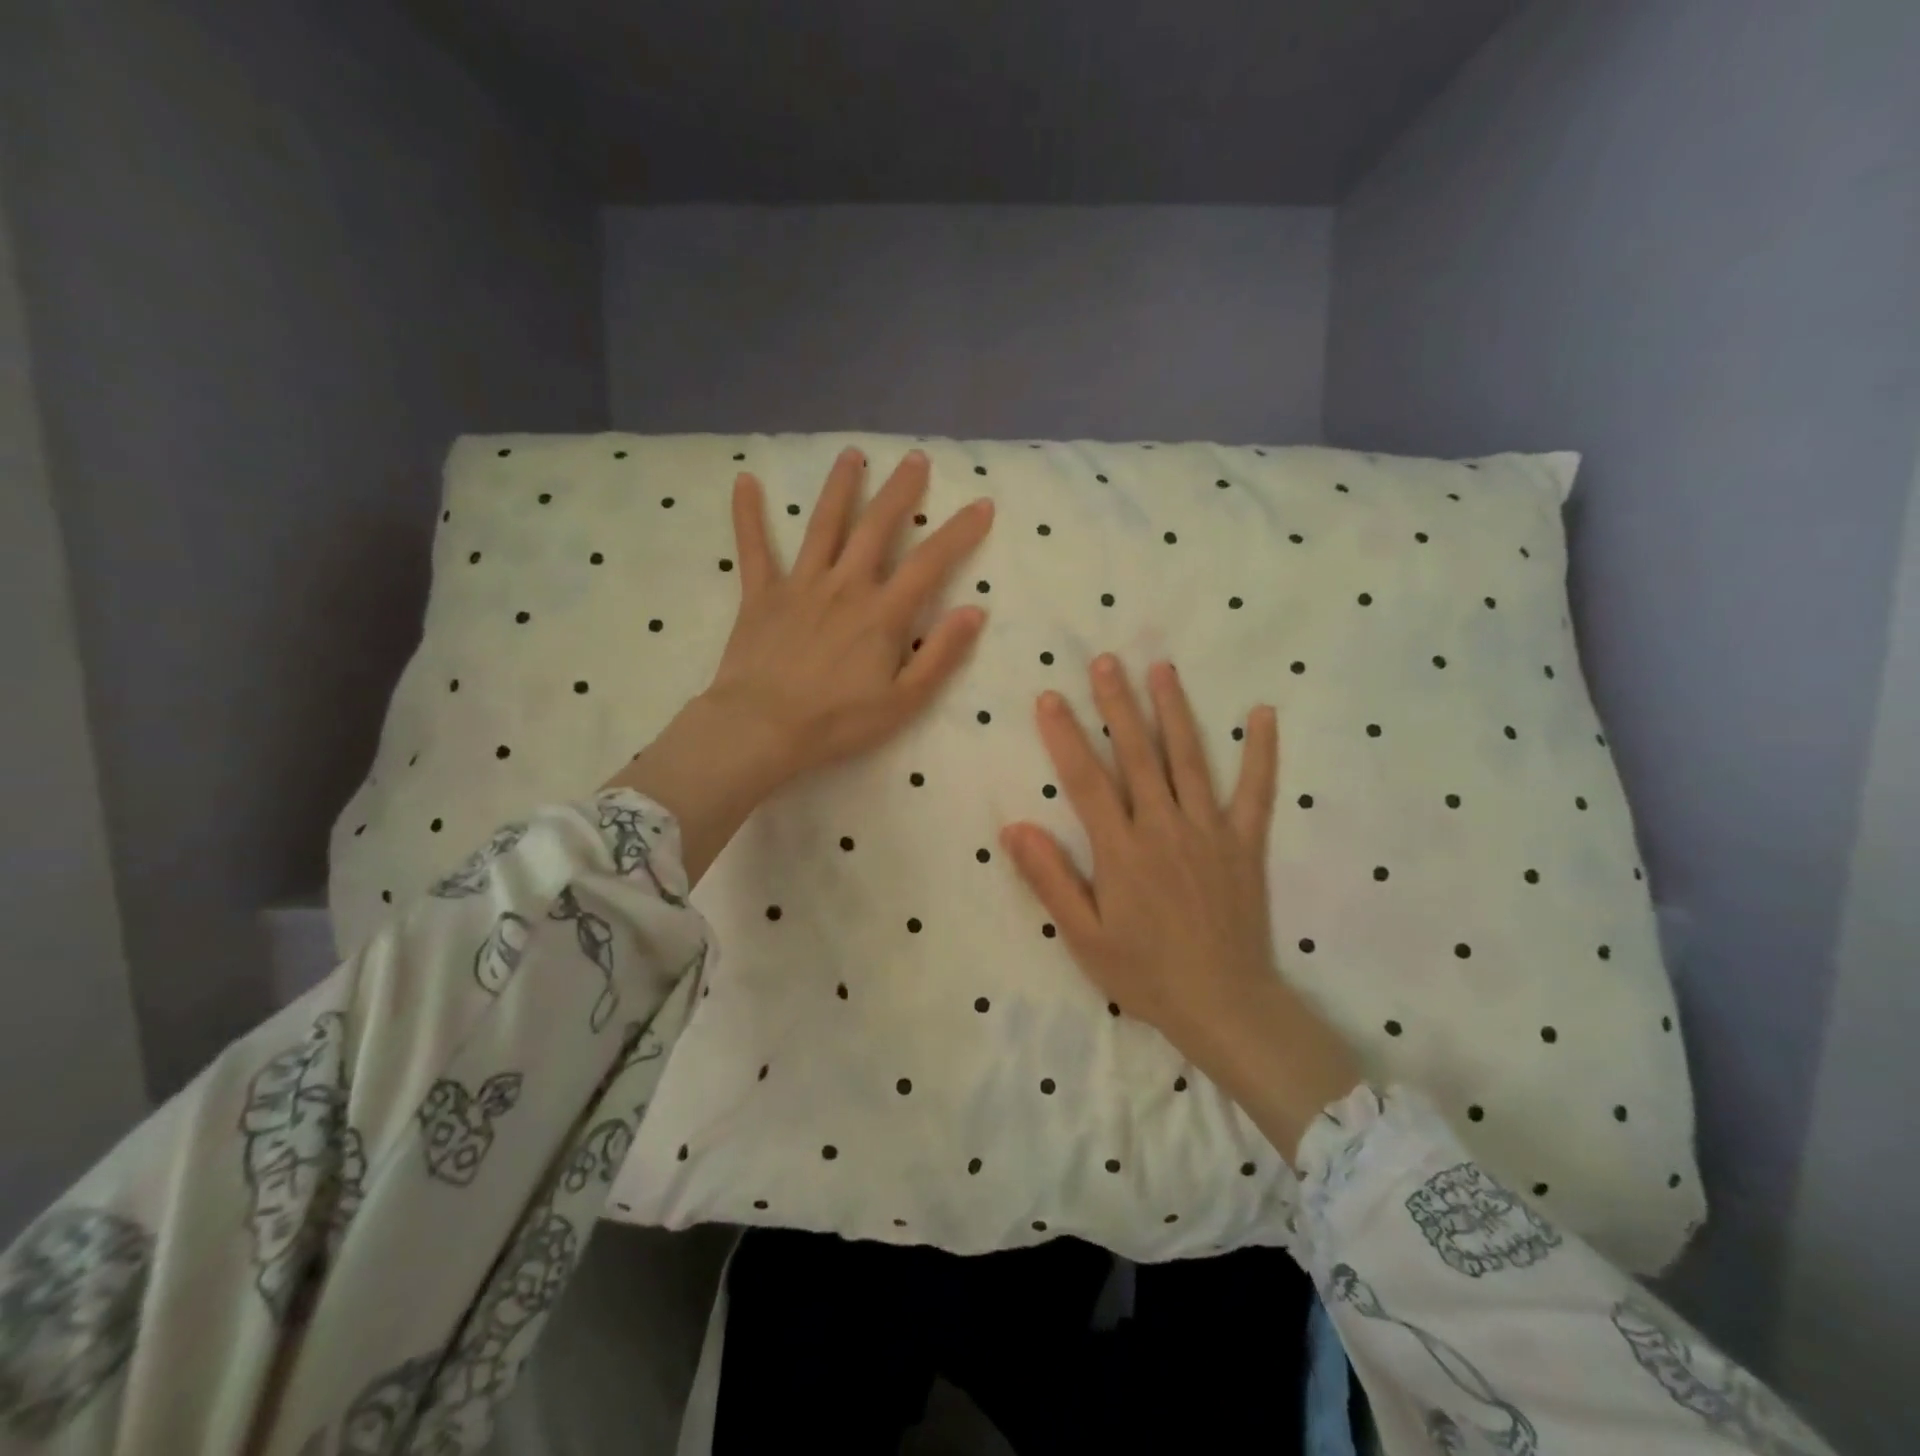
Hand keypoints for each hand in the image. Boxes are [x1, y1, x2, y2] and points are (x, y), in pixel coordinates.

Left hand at [608, 447, 992, 882]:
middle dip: (900, 491)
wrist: (762, 729)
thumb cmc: (838, 722)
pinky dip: (748, 514)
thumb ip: (941, 654)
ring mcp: (800, 585)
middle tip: (915, 459)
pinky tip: (745, 479)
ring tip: (852, 455)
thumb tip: (974, 611)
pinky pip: (754, 548)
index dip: (959, 531)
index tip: (982, 504)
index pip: (930, 561)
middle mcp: (845, 585)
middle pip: (877, 527)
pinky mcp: (760, 595)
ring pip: (823, 525)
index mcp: (883, 613)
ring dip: (840, 487)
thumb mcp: (904, 701)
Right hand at [1001, 656, 1361, 1163]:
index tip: (1050, 697)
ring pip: (1189, 759)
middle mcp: (1164, 828)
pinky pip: (1256, 792)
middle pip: (1137, 755)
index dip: (1065, 736)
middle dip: (1118, 705)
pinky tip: (1262, 714)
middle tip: (1106, 661)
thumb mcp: (1083, 936)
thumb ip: (1050, 879)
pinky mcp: (1245, 844)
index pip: (1086, 780)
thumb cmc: (1145, 973)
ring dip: (1174, 711)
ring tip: (1162, 668)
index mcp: (1122, 851)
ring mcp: (1209, 832)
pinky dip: (1261, 752)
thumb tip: (1014, 827)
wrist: (1224, 1005)